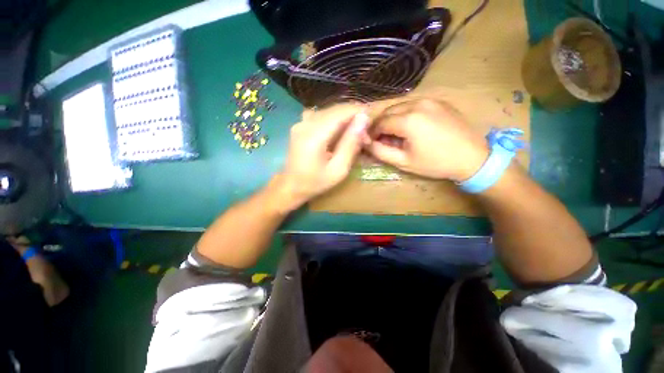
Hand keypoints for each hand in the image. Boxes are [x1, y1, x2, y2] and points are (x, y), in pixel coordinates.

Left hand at [280, 104, 369, 205]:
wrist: (290, 186)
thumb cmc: (315, 183)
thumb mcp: (338, 170)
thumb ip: (351, 144)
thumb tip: (364, 119)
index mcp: (314, 135)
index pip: (342, 112)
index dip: (360, 113)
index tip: (373, 125)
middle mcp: (306, 122)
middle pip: (337, 109)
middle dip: (355, 118)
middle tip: (365, 137)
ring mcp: (301, 121)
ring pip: (331, 111)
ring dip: (346, 120)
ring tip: (355, 137)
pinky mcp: (301, 124)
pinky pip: (323, 116)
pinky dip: (336, 122)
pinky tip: (340, 134)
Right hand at [367, 99, 488, 181]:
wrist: (473, 157)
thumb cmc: (435, 163)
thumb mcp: (404, 162)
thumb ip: (381, 152)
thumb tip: (366, 143)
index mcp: (408, 120)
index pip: (380, 122)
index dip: (372, 132)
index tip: (370, 142)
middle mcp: (417, 104)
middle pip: (388, 111)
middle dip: (381, 125)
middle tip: (381, 139)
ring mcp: (429, 100)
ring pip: (400, 107)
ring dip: (392, 119)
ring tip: (395, 135)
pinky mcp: (438, 101)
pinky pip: (413, 105)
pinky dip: (405, 115)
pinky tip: (410, 128)